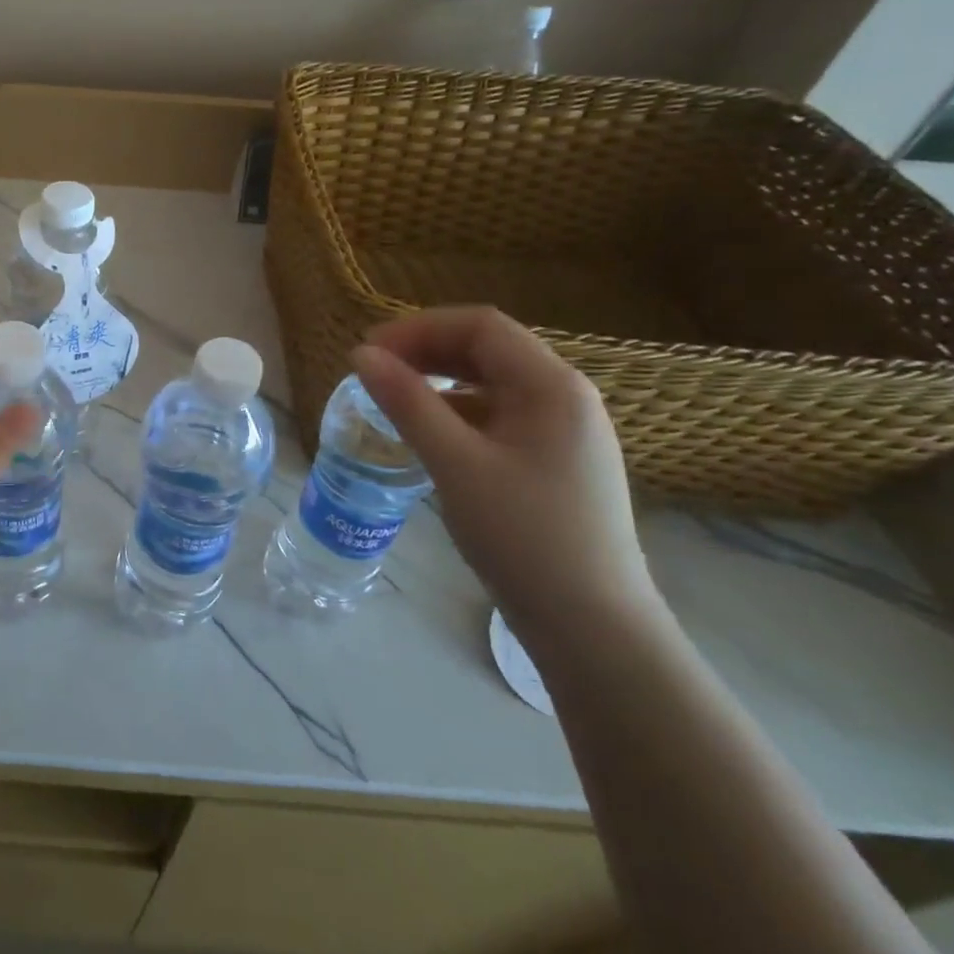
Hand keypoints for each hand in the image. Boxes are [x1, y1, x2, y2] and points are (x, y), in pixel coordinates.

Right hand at [353, 306, 660, 640]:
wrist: (592, 626)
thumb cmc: (523, 536)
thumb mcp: (455, 464)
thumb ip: (407, 402)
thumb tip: (361, 354)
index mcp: (552, 386)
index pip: (480, 326)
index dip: (418, 328)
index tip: (369, 351)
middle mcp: (565, 398)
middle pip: (488, 349)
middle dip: (426, 350)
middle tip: (373, 371)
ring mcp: (564, 431)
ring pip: (492, 383)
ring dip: (440, 379)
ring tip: (392, 397)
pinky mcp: (554, 461)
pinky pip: (499, 416)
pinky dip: (457, 411)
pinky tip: (428, 433)